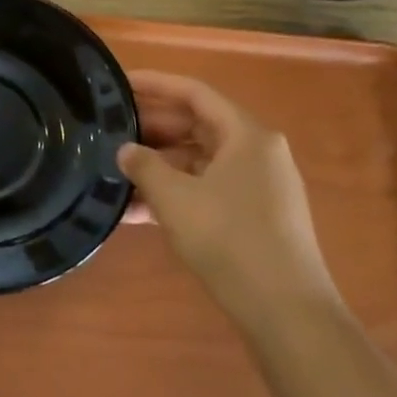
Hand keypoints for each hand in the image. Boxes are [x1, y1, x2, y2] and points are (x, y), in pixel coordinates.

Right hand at [121, 71, 336, 332]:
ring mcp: (258, 186)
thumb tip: (125, 150)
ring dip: (158, 166)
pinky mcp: (255, 216)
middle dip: (151, 129)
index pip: (194, 93)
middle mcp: (257, 152)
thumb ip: (144, 166)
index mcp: (246, 134)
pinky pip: (207, 190)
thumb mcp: (175, 198)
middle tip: (109, 130)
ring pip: (199, 161)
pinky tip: (136, 212)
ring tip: (115, 173)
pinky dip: (175, 194)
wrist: (286, 312)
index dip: (154, 84)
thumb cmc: (229, 239)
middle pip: (197, 125)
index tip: (119, 84)